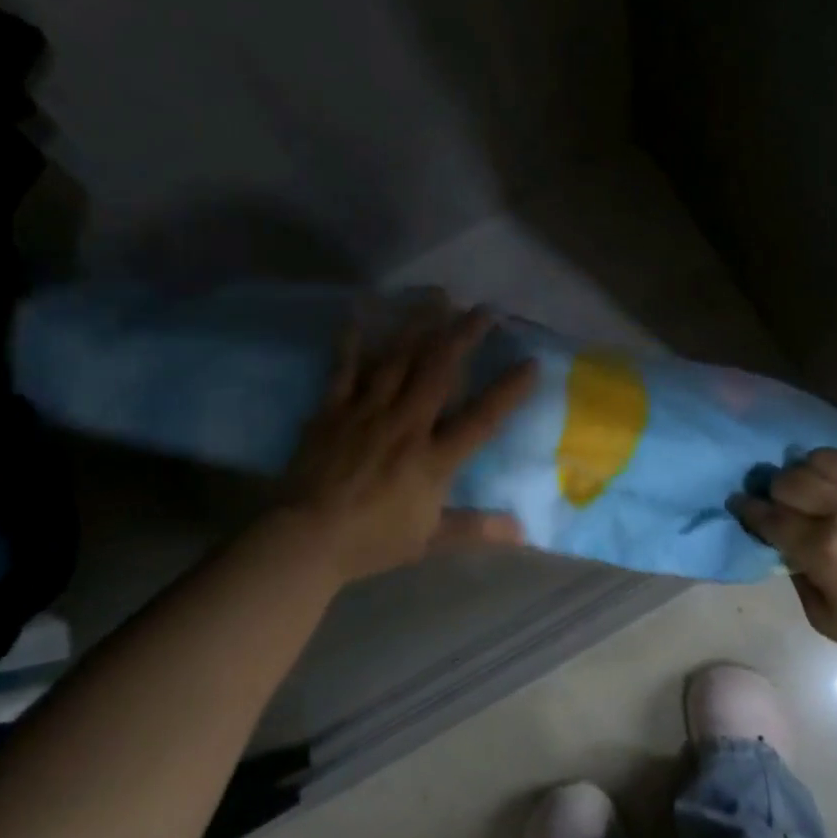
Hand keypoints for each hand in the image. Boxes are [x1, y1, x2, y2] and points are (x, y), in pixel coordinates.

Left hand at [275, 297, 537, 582]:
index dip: (508, 390)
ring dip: (420, 326)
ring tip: (437, 296)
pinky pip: (346, 369)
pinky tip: (361, 310)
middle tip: (483, 310)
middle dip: (463, 337)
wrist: (305, 540)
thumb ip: (475, 529)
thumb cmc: (371, 541)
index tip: (531, 362)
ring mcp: (368, 412)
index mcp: (433, 459)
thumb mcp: (429, 540)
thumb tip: (523, 532)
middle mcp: (406, 425)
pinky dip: (354, 339)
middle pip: (439, 373)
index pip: (480, 419)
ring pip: (399, 360)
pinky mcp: (334, 410)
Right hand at [730, 449, 836, 681]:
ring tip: (806, 489)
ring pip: (818, 460)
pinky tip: (836, 480)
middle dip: (773, 491)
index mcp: (823, 549)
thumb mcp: (823, 617)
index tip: (738, 505)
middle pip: (789, 480)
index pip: (770, 516)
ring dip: (803, 473)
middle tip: (774, 505)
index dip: (748, 509)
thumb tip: (784, 543)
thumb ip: (796, 573)